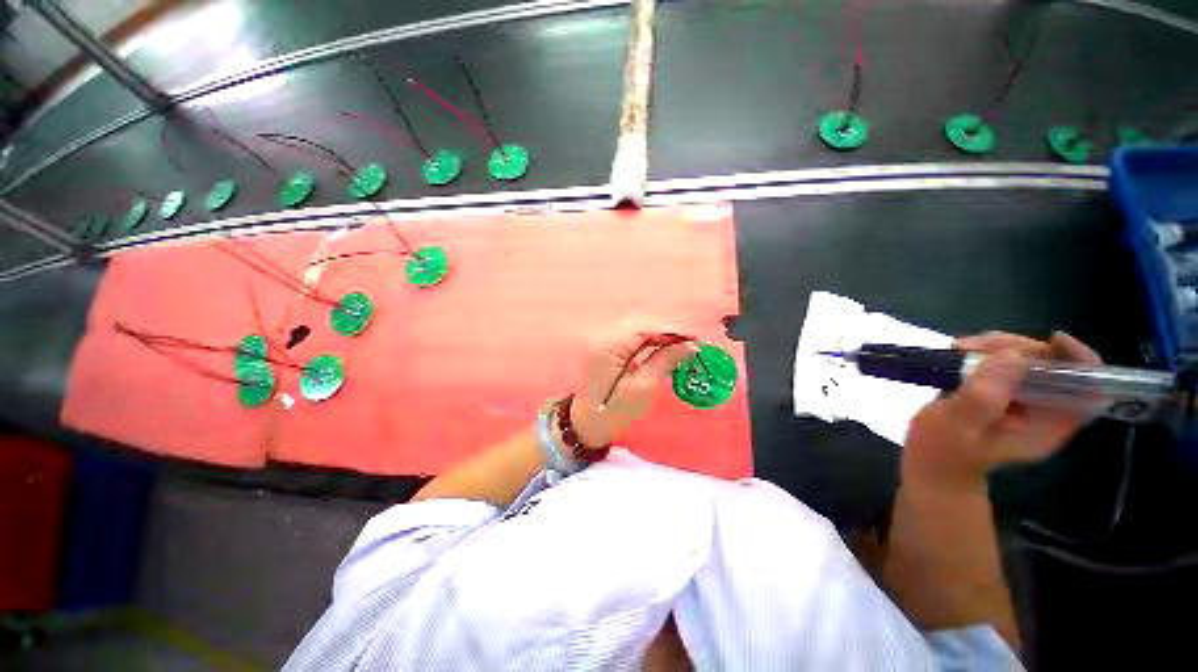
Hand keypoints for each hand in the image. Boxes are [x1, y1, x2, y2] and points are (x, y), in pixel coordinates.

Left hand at [569, 318, 698, 446]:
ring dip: (662, 335)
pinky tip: (666, 347)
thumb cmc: (613, 412)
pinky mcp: (609, 349)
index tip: (696, 338)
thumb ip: (664, 362)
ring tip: (684, 344)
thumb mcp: (641, 389)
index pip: (643, 329)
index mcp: (608, 348)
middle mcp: (605, 339)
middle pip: (641, 326)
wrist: (587, 424)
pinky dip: (652, 341)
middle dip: (669, 331)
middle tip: (694, 342)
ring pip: (639, 330)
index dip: (671, 329)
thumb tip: (689, 345)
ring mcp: (605, 342)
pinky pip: (634, 338)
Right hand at [903, 331, 1101, 490]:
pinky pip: (1004, 361)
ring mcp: (1022, 399)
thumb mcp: (957, 426)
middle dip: (1018, 348)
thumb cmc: (942, 451)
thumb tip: (1010, 355)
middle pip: (1053, 365)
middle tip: (973, 347)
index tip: (1053, 340)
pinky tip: (958, 354)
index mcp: (1048, 426)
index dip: (1081, 360)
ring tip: (958, 350)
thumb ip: (983, 396)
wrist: (928, 463)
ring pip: (1027, 358)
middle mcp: (1043, 409)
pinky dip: (983, 351)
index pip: (1088, 390)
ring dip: (995, 347)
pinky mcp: (1002, 390)